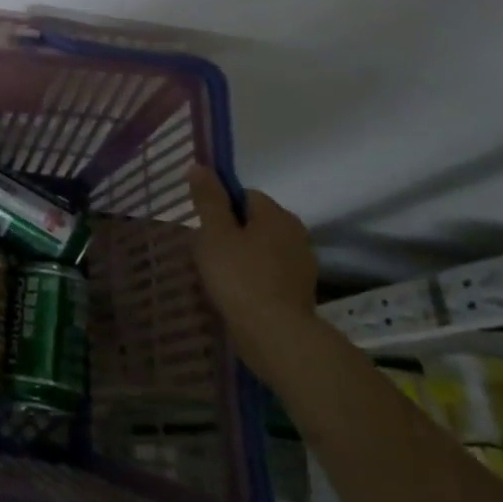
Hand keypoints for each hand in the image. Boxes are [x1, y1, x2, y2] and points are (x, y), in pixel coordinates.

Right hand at [187, 165, 317, 372]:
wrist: (275, 336)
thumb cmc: (240, 276)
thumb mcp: (214, 233)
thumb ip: (208, 199)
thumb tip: (200, 166)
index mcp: (277, 214)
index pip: (244, 195)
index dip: (221, 207)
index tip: (205, 227)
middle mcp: (296, 234)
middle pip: (254, 222)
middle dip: (231, 233)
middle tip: (208, 252)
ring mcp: (301, 265)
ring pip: (262, 249)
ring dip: (242, 256)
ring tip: (219, 275)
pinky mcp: (300, 292)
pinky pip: (270, 273)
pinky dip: (254, 278)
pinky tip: (236, 292)